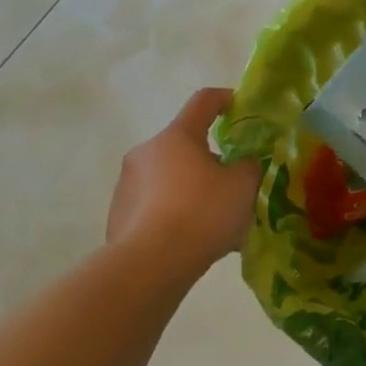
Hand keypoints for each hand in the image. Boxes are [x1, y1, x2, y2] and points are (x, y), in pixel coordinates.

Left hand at [108, 89, 261, 271]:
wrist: (149, 266)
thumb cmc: (201, 213)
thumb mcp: (242, 186)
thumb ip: (248, 167)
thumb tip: (241, 165)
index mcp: (177, 136)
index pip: (203, 101)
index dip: (224, 99)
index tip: (239, 106)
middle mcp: (146, 152)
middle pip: (185, 145)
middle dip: (210, 160)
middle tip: (233, 184)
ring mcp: (127, 185)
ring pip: (170, 178)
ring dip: (191, 190)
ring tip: (215, 222)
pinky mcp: (117, 216)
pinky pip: (155, 206)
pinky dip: (174, 214)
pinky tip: (192, 240)